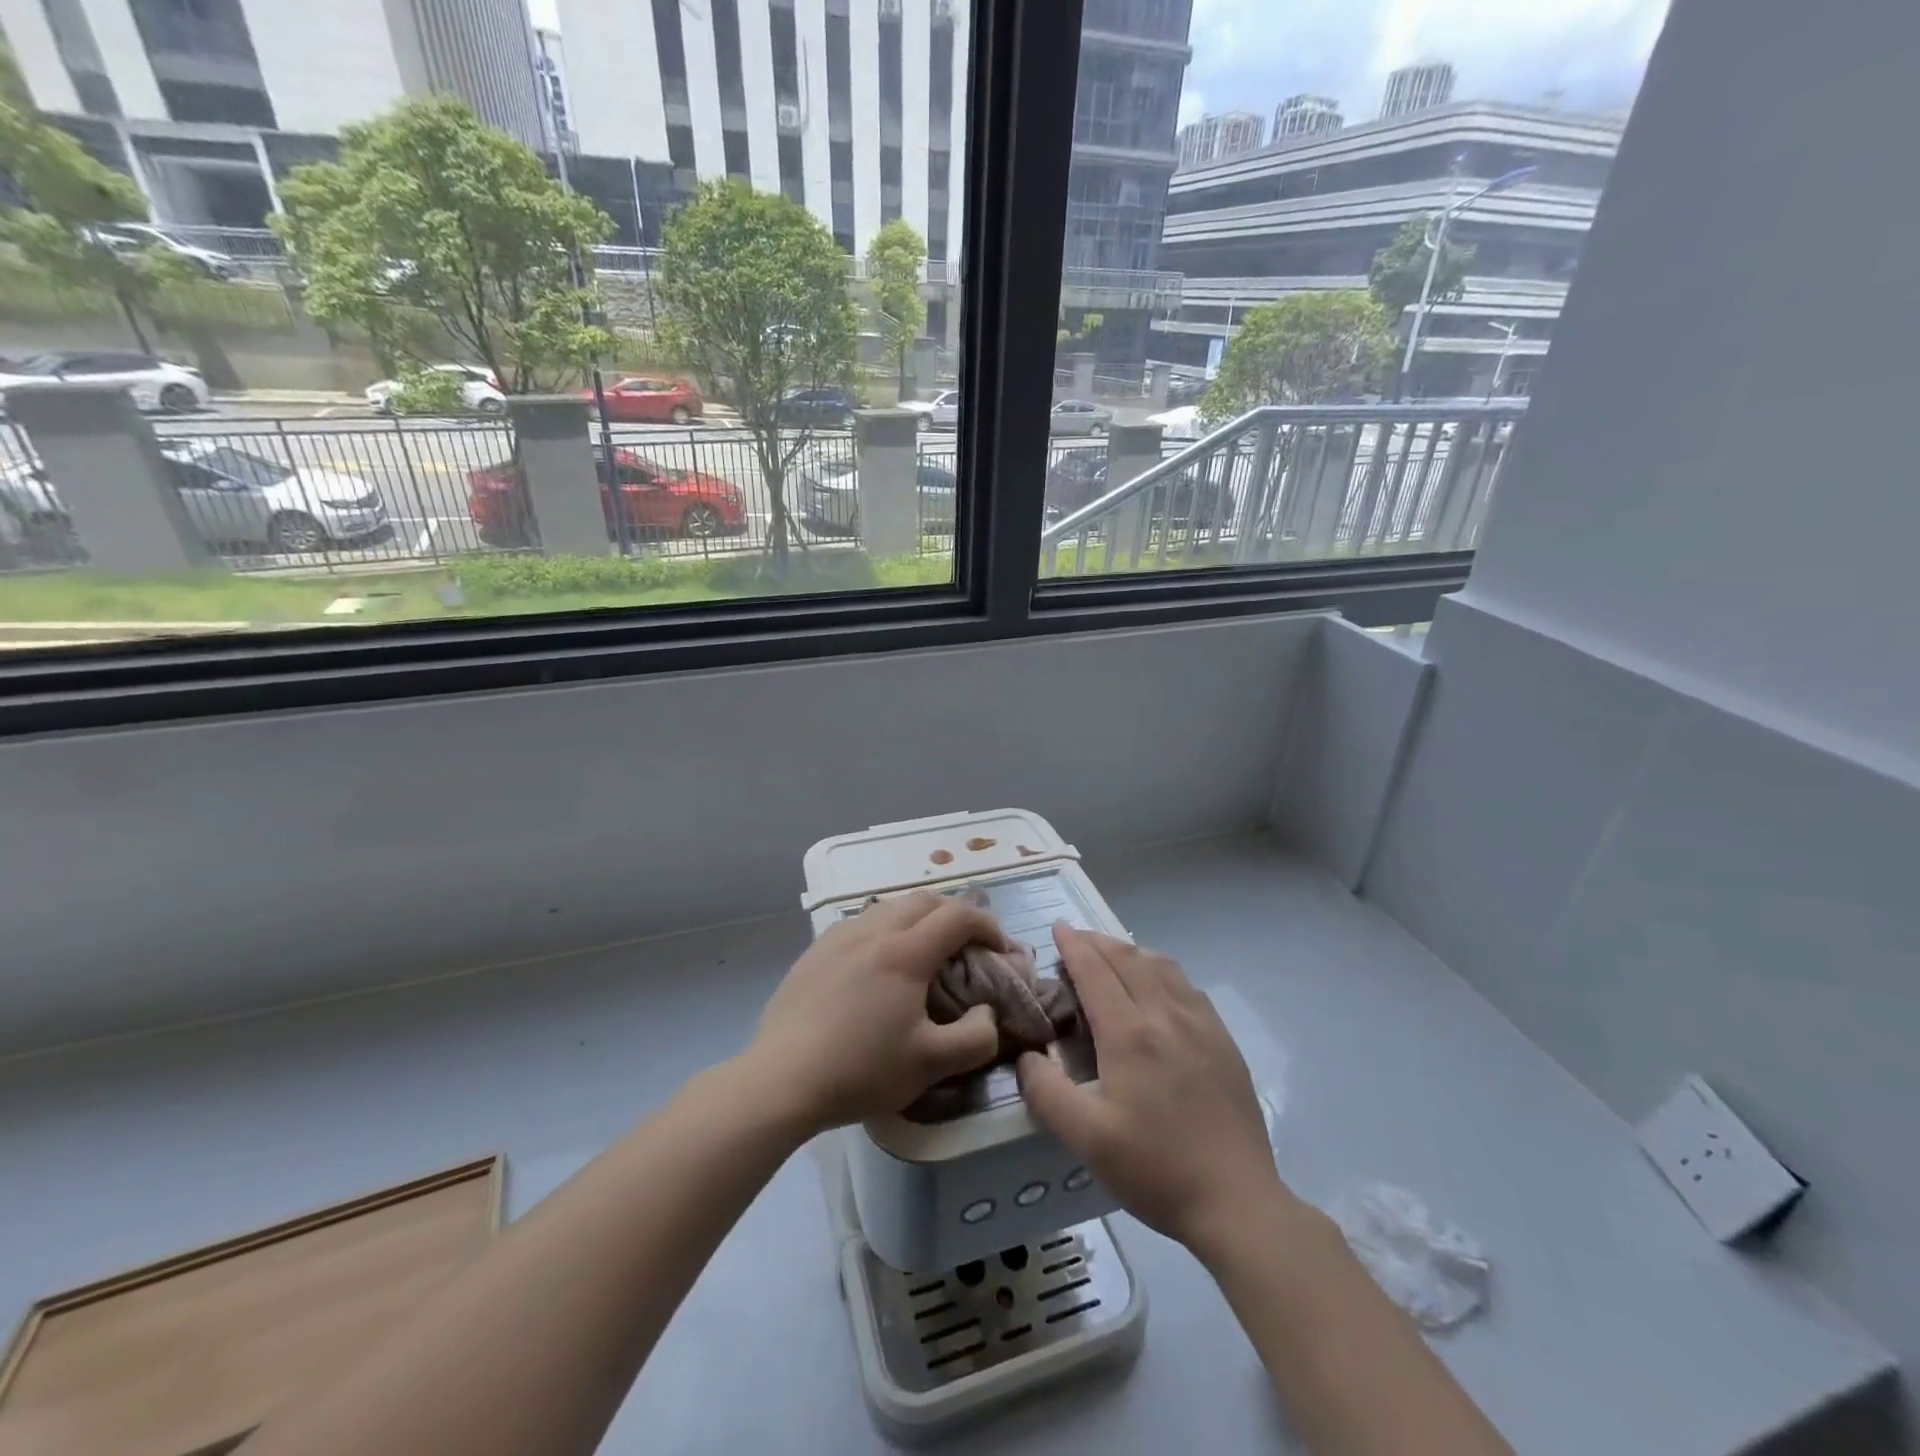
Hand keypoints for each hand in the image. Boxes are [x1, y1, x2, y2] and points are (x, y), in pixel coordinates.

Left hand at [750, 893, 1006, 1134]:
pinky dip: (885, 929)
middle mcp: (873, 931)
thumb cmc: (861, 1070)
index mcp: (906, 952)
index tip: (1000, 949)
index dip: (988, 926)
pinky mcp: (815, 950)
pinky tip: (878, 963)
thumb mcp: (931, 1065)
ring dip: (918, 918)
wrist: (782, 1079)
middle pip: (924, 900)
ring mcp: (839, 936)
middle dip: (955, 914)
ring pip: (889, 906)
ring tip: (924, 951)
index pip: (959, 916)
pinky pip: (861, 922)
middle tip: (966, 946)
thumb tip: (987, 1012)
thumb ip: (976, 1037)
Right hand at [1017, 925, 1290, 1258]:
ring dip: (1131, 951)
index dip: (1074, 946)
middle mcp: (1166, 1015)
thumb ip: (1046, 1093)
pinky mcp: (1223, 1041)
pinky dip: (1162, 970)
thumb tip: (1026, 1056)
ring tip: (1112, 956)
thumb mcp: (1086, 1139)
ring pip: (1162, 966)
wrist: (1238, 1202)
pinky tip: (1158, 986)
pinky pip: (1187, 986)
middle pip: (1128, 959)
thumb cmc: (1155, 1169)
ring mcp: (1201, 1025)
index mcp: (1130, 1034)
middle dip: (1098, 942)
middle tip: (1076, 939)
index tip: (1058, 927)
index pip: (1096, 971)